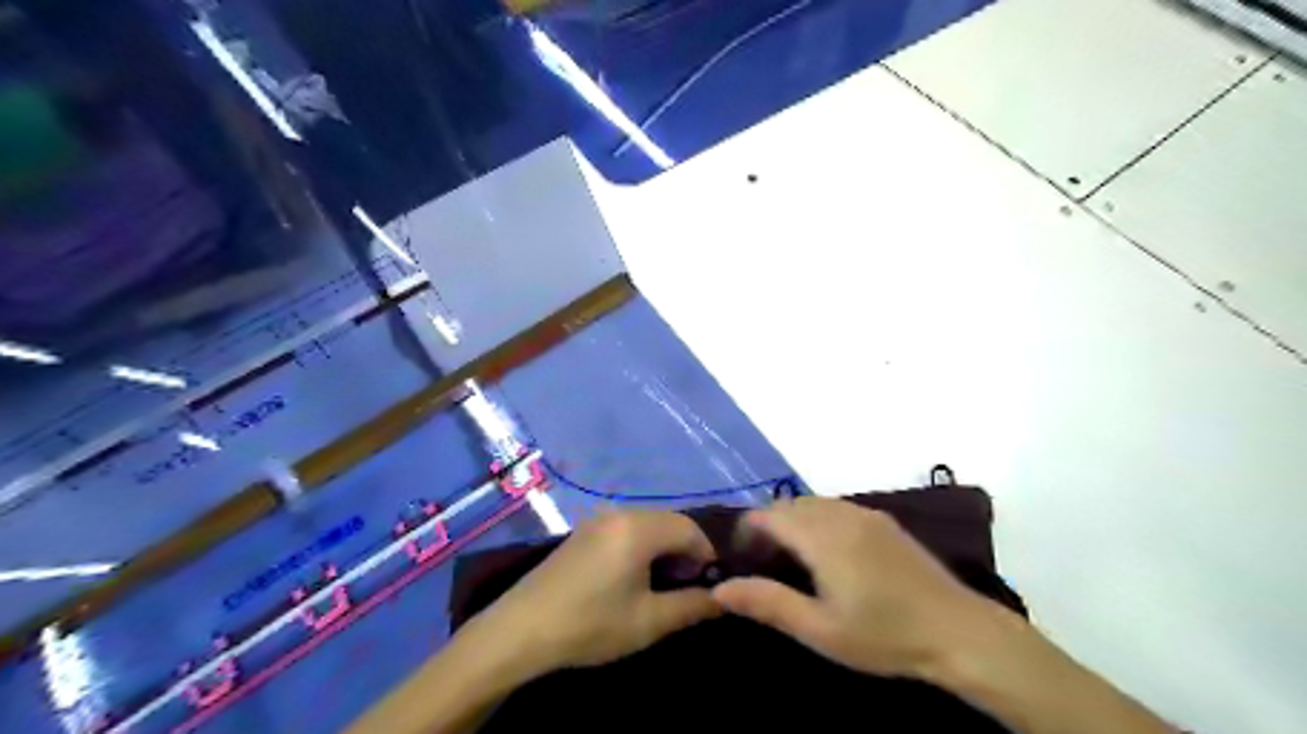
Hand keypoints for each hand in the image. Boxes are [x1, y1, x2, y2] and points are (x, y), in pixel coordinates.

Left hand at [473, 515, 719, 672]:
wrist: (519, 630)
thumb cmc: (590, 625)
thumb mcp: (649, 621)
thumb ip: (693, 606)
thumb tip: (725, 597)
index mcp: (639, 528)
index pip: (691, 529)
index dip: (706, 556)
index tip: (708, 587)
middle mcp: (620, 512)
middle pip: (670, 522)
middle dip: (686, 552)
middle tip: (685, 588)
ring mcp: (598, 519)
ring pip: (648, 525)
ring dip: (664, 549)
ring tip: (660, 587)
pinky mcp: (583, 531)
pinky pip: (627, 529)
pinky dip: (641, 547)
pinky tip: (631, 578)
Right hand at [715, 497, 992, 680]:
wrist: (960, 631)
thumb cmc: (885, 634)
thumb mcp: (820, 629)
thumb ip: (768, 603)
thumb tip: (719, 589)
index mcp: (822, 536)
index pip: (768, 514)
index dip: (747, 531)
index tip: (742, 560)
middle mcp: (840, 513)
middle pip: (788, 505)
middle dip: (767, 526)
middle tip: (763, 564)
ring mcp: (865, 513)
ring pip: (812, 504)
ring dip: (792, 522)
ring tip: (791, 560)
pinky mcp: (882, 521)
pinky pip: (835, 508)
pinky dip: (816, 520)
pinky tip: (827, 554)